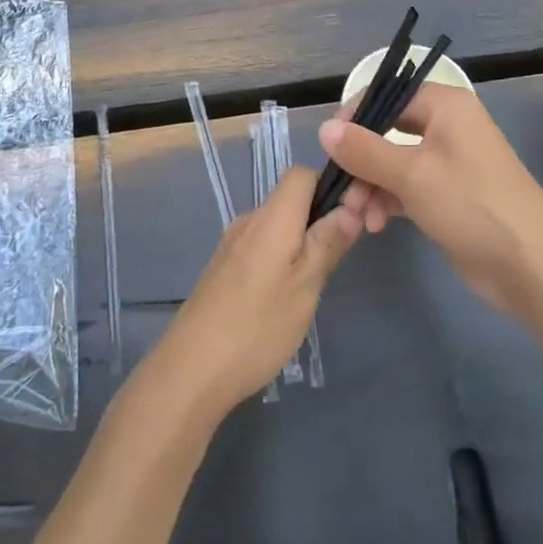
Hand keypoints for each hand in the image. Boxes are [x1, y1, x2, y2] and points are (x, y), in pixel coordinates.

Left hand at [140, 165, 360, 427]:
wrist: (191, 369)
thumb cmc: (257, 326)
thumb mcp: (306, 286)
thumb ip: (327, 243)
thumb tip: (350, 207)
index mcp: (272, 217)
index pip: (302, 174)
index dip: (330, 187)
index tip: (351, 220)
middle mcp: (249, 220)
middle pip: (290, 200)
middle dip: (319, 220)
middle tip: (337, 260)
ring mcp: (232, 244)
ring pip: (276, 226)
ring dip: (300, 243)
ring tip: (313, 285)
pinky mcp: (223, 268)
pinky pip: (260, 246)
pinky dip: (279, 258)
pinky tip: (283, 297)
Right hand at [320, 84, 542, 315]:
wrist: (531, 268)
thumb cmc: (472, 206)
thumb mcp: (412, 175)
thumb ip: (364, 150)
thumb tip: (324, 128)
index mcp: (446, 106)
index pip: (388, 96)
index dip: (356, 117)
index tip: (330, 147)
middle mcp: (448, 126)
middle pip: (387, 132)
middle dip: (361, 162)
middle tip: (343, 193)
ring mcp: (449, 162)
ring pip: (393, 163)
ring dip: (371, 187)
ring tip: (359, 218)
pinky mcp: (448, 195)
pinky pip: (406, 187)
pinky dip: (388, 201)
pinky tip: (375, 225)